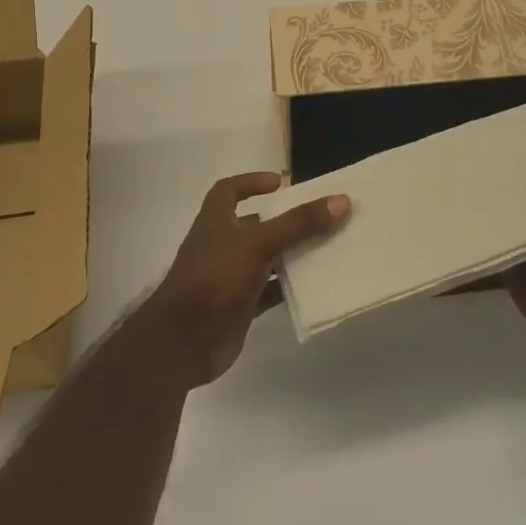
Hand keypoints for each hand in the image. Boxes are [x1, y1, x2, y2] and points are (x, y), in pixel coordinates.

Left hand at [144, 172, 349, 386]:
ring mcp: (229, 278)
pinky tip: (314, 286)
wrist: (184, 342)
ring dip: (290, 254)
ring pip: (265, 259)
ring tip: (325, 246)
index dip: (251, 182)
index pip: (228, 190)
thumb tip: (341, 200)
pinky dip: (289, 287)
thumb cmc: (215, 278)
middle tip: (317, 216)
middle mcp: (221, 245)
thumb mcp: (258, 243)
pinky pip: (269, 291)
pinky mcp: (239, 306)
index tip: (281, 182)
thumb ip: (298, 223)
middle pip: (254, 225)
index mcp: (215, 221)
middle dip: (282, 220)